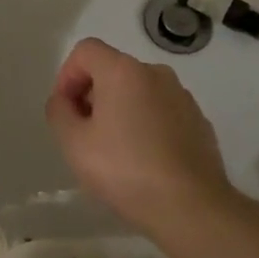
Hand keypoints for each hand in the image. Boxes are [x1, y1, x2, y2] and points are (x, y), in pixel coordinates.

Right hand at [45, 38, 233, 233]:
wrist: (191, 207)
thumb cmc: (126, 171)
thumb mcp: (74, 144)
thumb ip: (59, 112)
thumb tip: (64, 101)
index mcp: (123, 71)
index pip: (86, 50)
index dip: (67, 75)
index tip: (65, 110)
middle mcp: (155, 73)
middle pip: (113, 69)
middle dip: (93, 95)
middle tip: (85, 134)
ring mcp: (182, 96)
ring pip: (139, 91)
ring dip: (121, 110)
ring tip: (115, 151)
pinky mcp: (199, 121)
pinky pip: (162, 111)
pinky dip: (147, 125)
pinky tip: (145, 160)